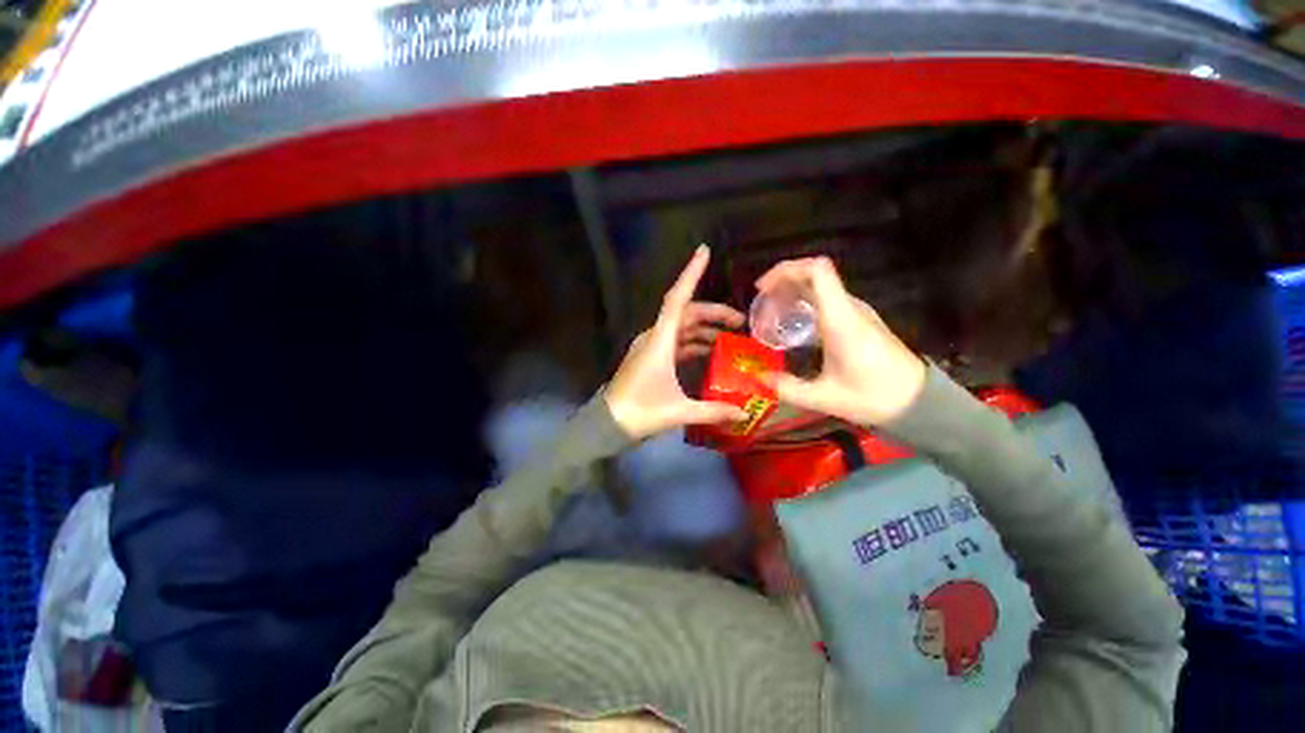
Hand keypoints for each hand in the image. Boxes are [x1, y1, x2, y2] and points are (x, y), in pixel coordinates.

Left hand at [605, 246, 748, 439]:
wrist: (608, 423)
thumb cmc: (640, 412)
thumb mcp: (678, 411)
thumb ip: (712, 410)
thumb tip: (742, 413)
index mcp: (659, 341)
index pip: (677, 299)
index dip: (691, 274)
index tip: (704, 252)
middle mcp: (654, 337)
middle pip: (686, 313)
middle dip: (714, 313)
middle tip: (740, 321)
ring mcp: (651, 346)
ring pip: (681, 327)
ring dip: (705, 328)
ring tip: (730, 336)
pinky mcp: (650, 357)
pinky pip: (676, 341)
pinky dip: (693, 342)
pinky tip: (709, 350)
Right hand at [755, 257, 926, 425]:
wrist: (917, 400)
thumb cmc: (874, 396)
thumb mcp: (825, 398)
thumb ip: (789, 389)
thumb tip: (760, 378)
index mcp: (841, 319)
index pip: (817, 271)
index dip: (786, 270)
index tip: (762, 289)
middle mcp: (849, 308)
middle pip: (814, 274)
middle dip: (782, 282)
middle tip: (761, 304)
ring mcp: (855, 312)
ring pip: (820, 286)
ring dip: (792, 292)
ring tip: (771, 314)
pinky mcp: (858, 320)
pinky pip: (826, 299)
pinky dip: (803, 303)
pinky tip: (792, 325)